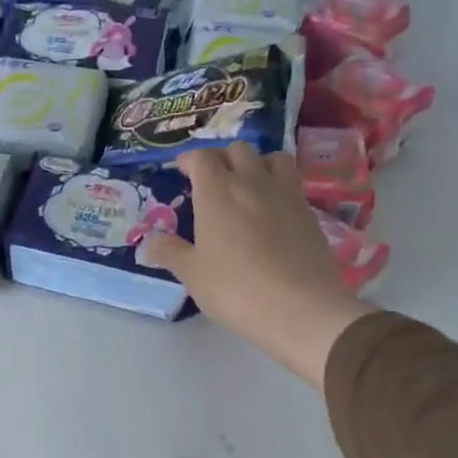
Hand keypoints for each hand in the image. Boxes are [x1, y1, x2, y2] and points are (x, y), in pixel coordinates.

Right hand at [138, 144, 375, 388]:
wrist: (300, 307)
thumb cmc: (235, 288)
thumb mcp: (192, 274)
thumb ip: (169, 252)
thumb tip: (147, 242)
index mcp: (217, 191)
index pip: (202, 157)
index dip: (189, 160)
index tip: (182, 171)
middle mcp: (252, 181)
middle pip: (238, 150)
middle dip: (222, 158)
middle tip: (212, 180)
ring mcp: (285, 193)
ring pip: (272, 158)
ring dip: (257, 164)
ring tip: (248, 185)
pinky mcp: (310, 211)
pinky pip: (292, 183)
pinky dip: (278, 185)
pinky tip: (272, 210)